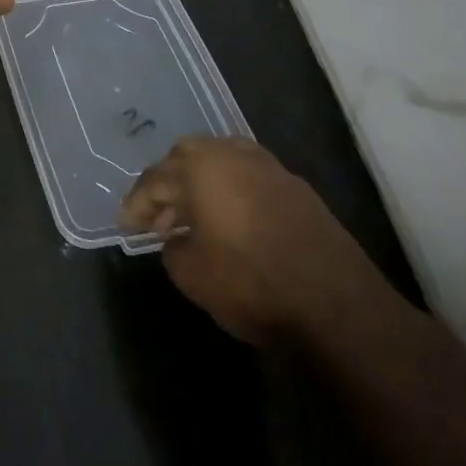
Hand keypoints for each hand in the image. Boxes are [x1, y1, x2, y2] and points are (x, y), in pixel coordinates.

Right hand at [120, 138, 394, 347]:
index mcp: (201, 167)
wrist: (340, 309)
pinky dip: (231, 193)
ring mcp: (271, 169)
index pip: (156, 179)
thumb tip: (177, 240)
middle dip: (168, 183)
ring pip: (222, 162)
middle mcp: (233, 155)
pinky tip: (230, 224)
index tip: (125, 226)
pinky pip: (249, 178)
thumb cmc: (252, 284)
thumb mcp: (193, 275)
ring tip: (194, 221)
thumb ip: (173, 249)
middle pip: (187, 156)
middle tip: (159, 216)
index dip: (136, 204)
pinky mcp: (299, 190)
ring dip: (201, 185)